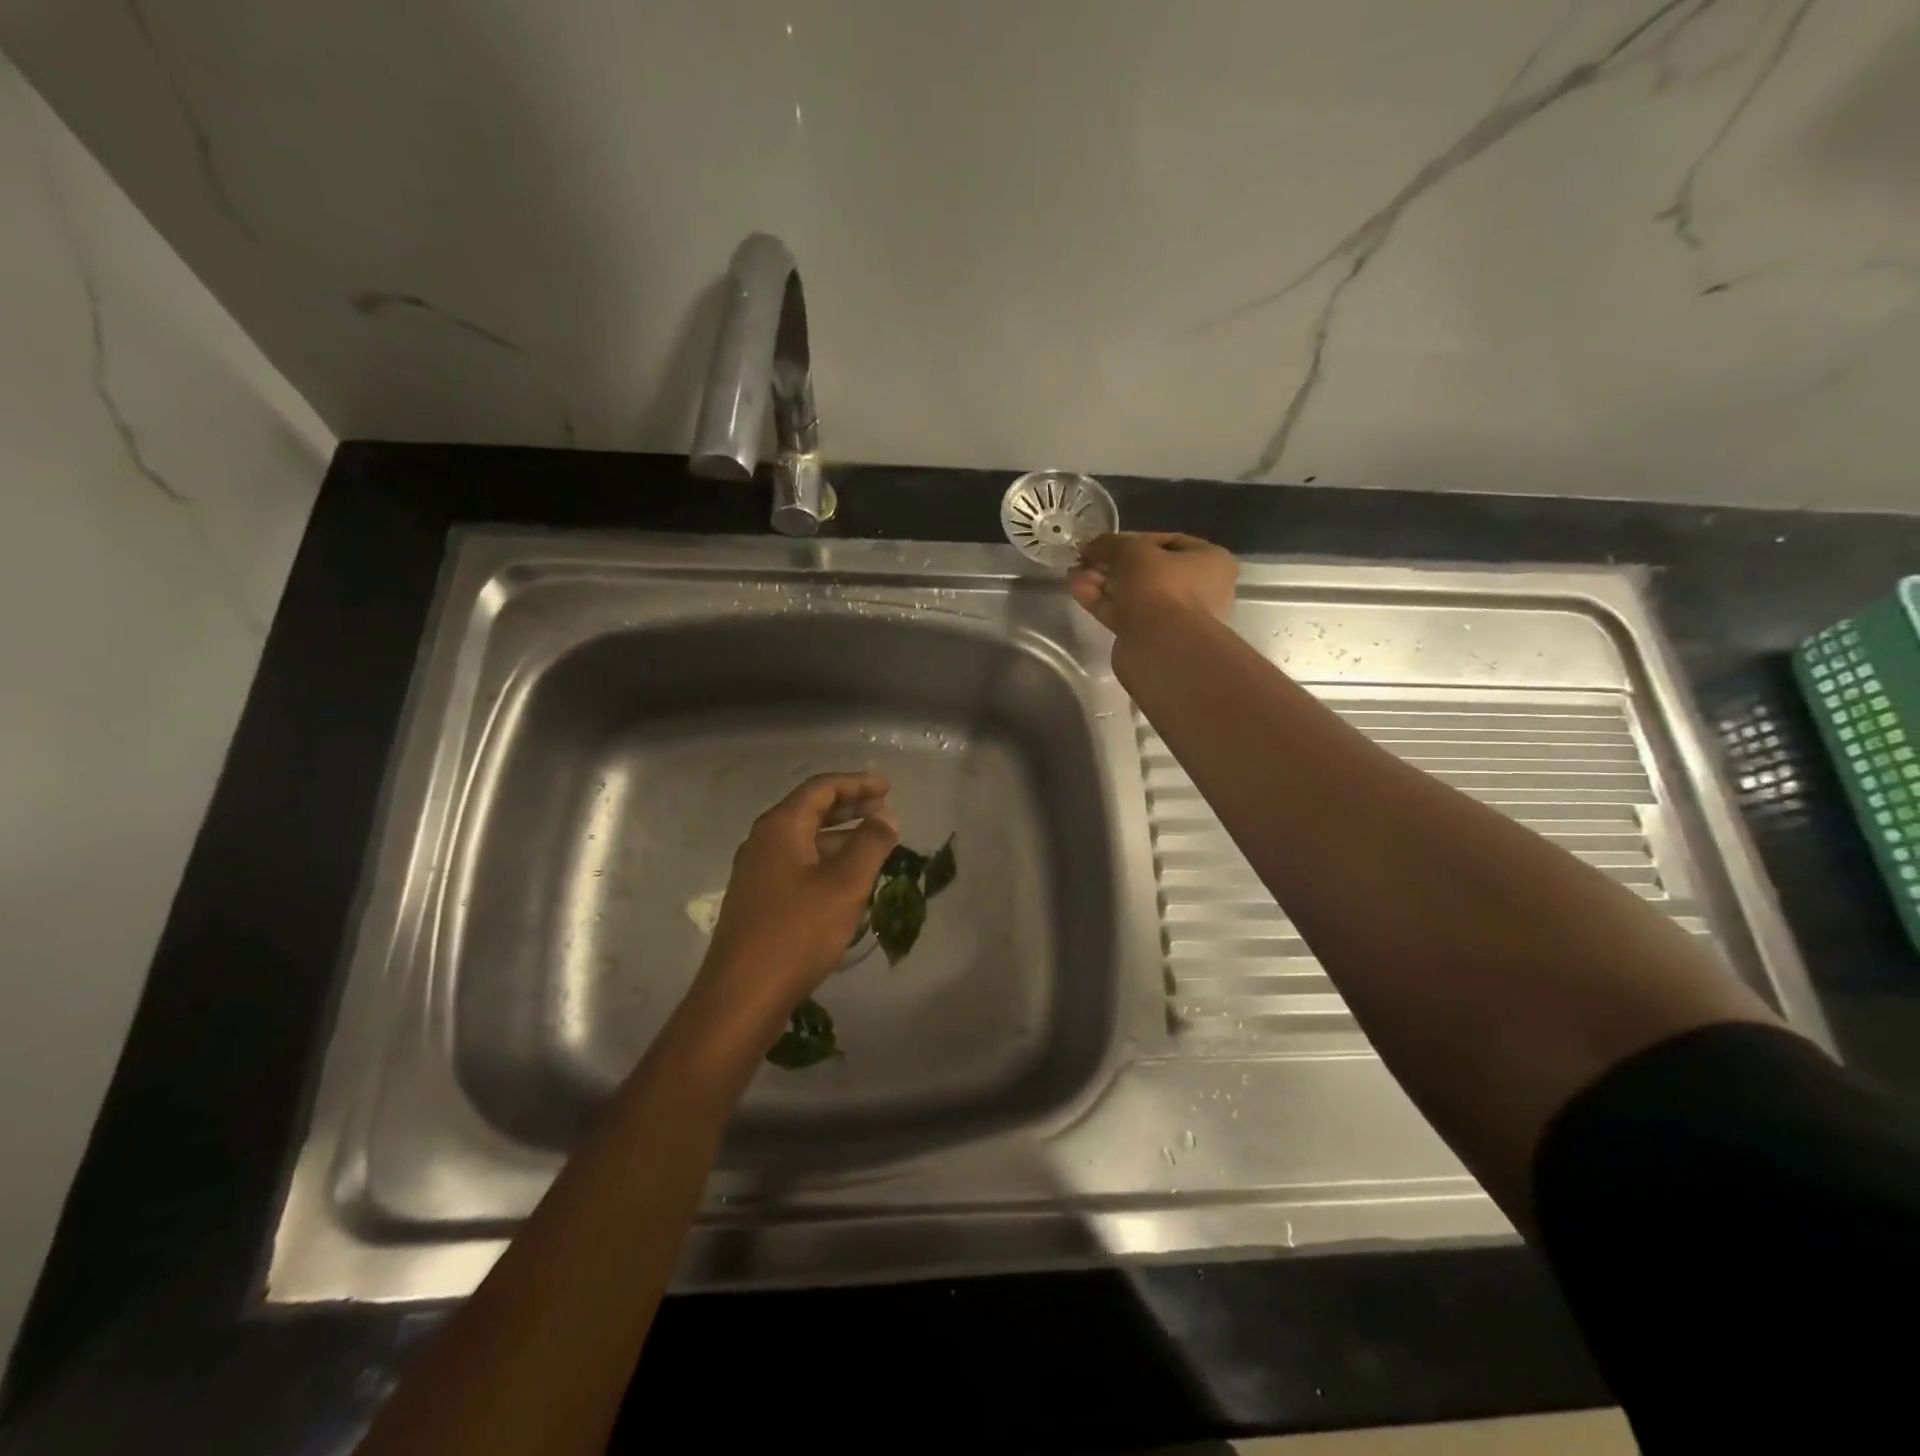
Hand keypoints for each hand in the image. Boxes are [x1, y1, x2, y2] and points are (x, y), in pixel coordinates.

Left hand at [695, 772, 898, 1038]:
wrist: (742, 995)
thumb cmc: (797, 932)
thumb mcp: (845, 885)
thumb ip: (870, 845)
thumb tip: (886, 816)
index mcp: (780, 827)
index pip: (820, 789)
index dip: (856, 784)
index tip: (887, 787)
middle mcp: (763, 842)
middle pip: (809, 810)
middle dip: (849, 807)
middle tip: (883, 809)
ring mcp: (756, 872)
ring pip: (803, 840)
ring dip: (839, 836)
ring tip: (874, 845)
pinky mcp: (757, 899)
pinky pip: (796, 865)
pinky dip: (825, 861)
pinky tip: (846, 880)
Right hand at [1067, 532, 1237, 641]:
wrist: (1162, 648)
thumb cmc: (1160, 587)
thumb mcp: (1132, 551)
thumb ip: (1110, 544)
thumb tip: (1089, 546)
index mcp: (1210, 561)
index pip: (1168, 542)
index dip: (1132, 539)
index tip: (1104, 543)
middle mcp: (1199, 589)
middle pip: (1147, 570)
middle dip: (1113, 564)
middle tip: (1085, 560)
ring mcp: (1175, 617)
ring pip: (1134, 593)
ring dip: (1104, 582)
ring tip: (1074, 574)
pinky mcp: (1152, 638)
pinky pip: (1126, 614)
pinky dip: (1103, 602)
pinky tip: (1078, 591)